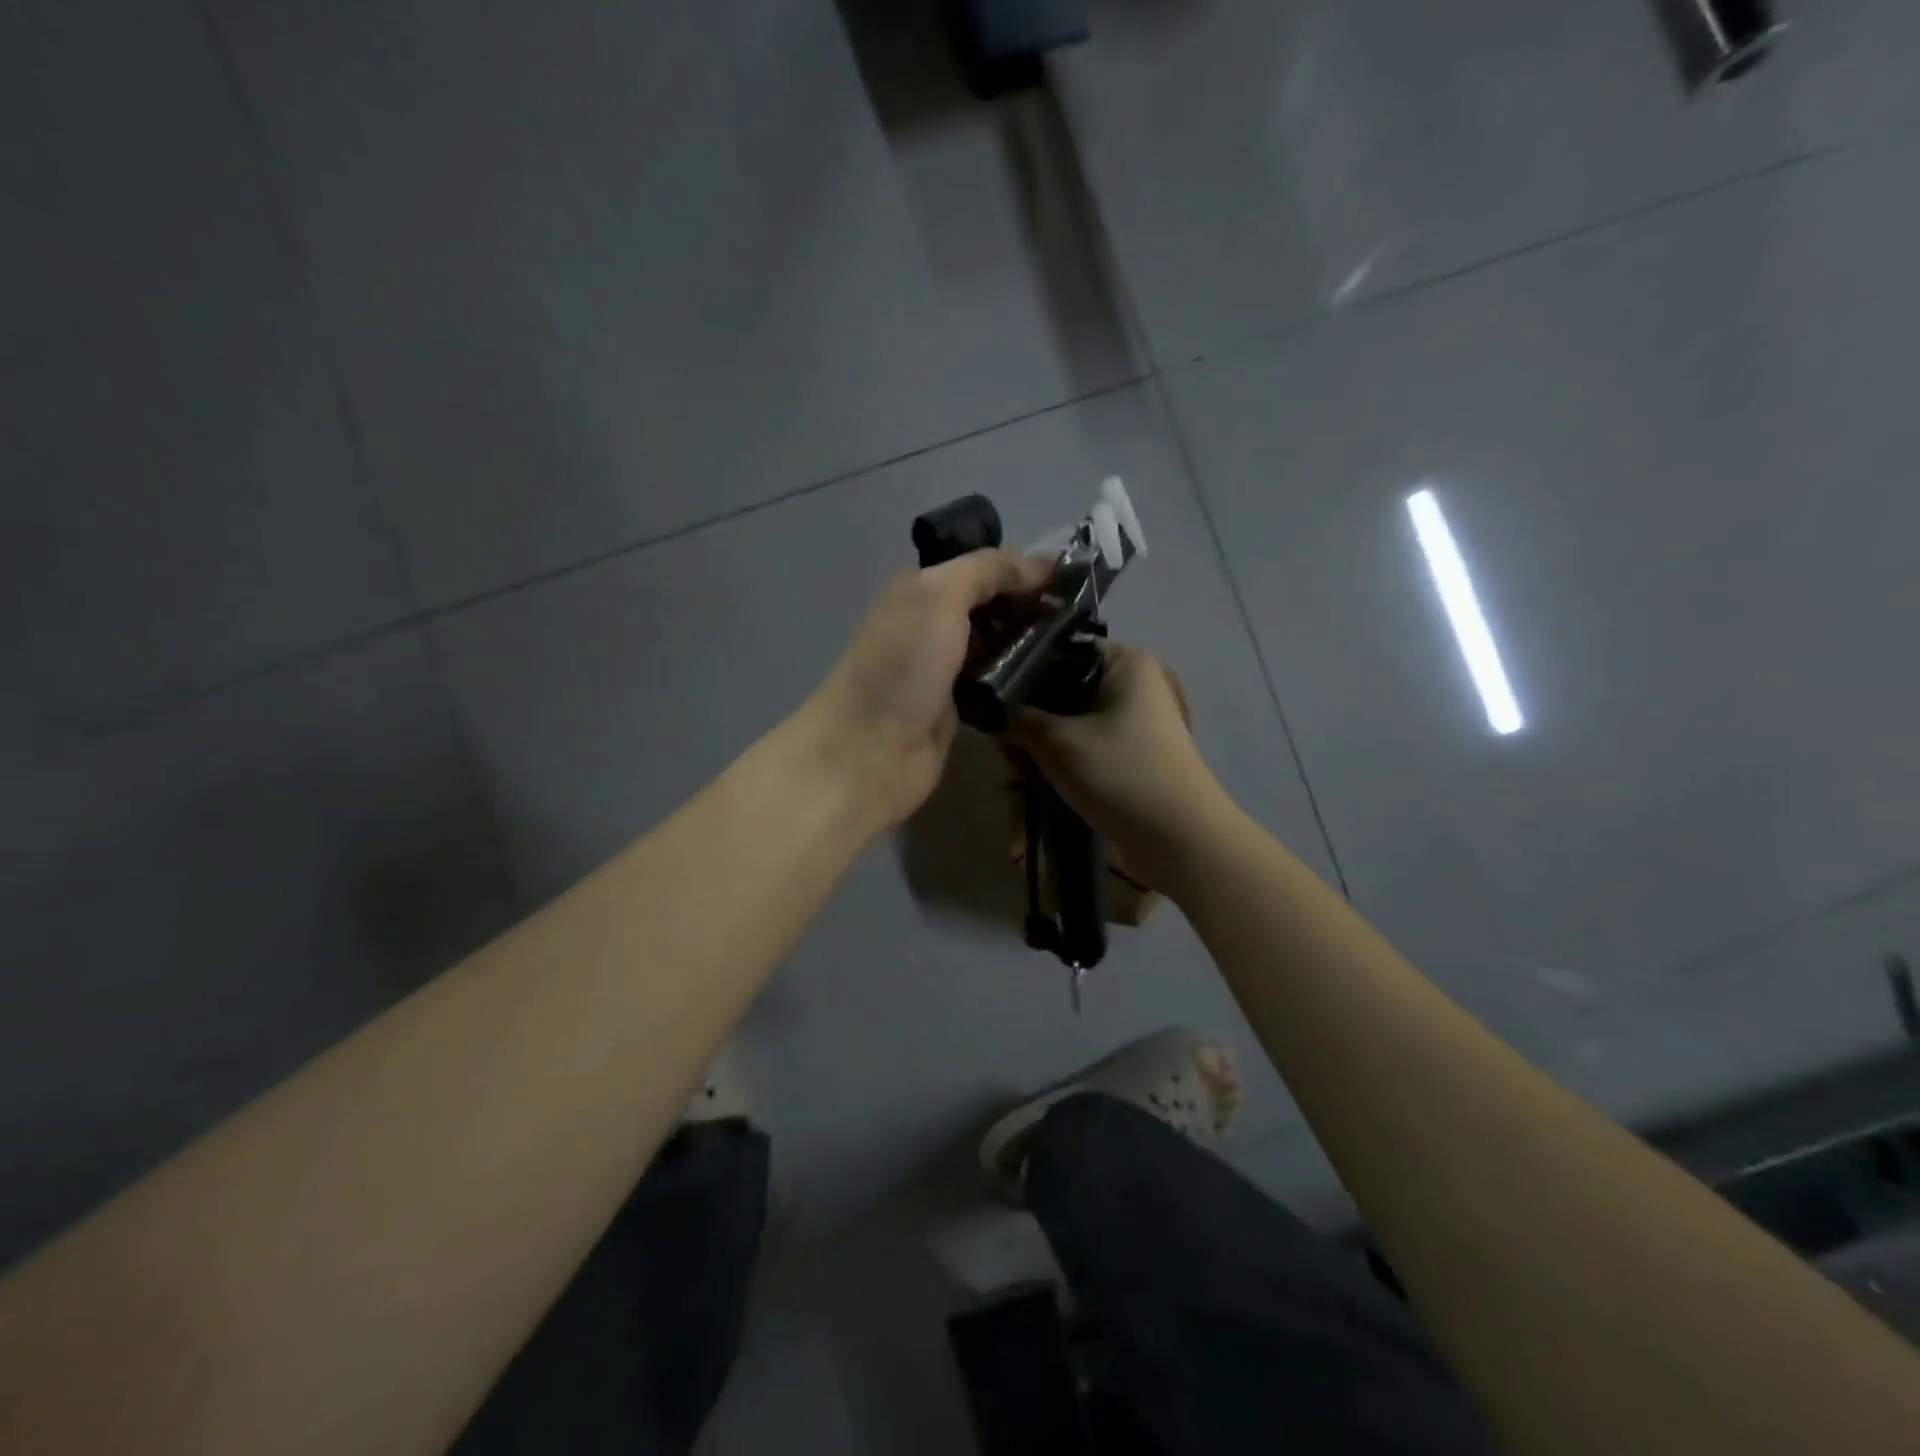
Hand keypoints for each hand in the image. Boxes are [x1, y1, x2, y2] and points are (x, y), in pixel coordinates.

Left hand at [804, 551, 1051, 836]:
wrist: (871, 751)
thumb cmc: (902, 665)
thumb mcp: (939, 596)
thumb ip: (987, 570)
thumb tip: (1040, 565)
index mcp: (920, 590)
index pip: (982, 568)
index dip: (1025, 571)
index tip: (1074, 581)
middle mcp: (931, 623)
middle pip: (991, 606)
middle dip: (1031, 607)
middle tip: (1081, 617)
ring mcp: (944, 667)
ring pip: (996, 644)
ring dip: (1029, 642)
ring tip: (1076, 644)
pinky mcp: (956, 706)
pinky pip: (995, 681)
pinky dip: (1018, 677)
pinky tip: (1051, 676)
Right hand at [1006, 642, 1229, 881]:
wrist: (1178, 839)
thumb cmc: (1120, 774)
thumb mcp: (1056, 741)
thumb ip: (1015, 717)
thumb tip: (989, 708)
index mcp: (1124, 661)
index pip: (1058, 649)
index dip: (1020, 673)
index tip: (991, 702)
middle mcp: (1132, 683)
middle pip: (1060, 692)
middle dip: (1027, 725)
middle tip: (1004, 755)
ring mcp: (1134, 721)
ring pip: (1068, 725)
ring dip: (1038, 752)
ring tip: (1014, 780)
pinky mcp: (1130, 754)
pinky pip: (1083, 749)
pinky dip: (1059, 766)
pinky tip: (1033, 789)